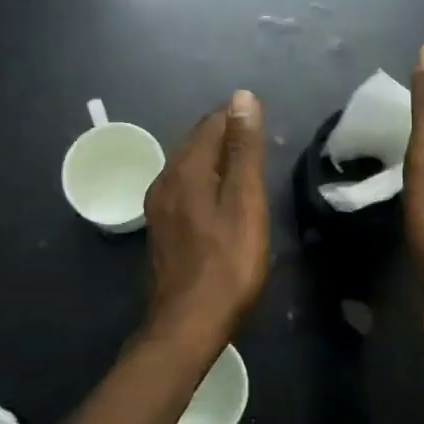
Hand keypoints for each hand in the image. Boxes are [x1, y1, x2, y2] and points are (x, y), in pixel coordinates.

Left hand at [143, 90, 269, 344]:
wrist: (186, 326)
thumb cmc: (227, 264)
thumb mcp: (244, 202)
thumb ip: (243, 149)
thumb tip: (242, 97)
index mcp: (185, 169)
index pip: (212, 123)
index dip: (239, 119)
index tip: (264, 130)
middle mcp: (164, 179)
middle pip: (197, 142)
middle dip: (226, 137)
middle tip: (259, 149)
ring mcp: (158, 205)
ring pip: (189, 165)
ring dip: (216, 161)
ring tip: (245, 173)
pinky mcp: (160, 228)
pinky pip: (184, 188)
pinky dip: (205, 183)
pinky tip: (221, 201)